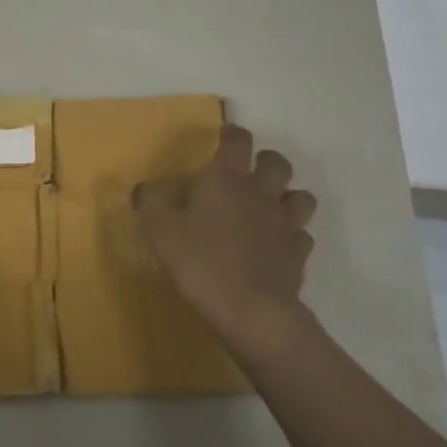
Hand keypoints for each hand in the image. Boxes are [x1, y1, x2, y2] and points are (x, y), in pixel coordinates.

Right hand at [133, 124, 317, 342]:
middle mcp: (261, 194)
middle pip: (277, 163)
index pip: (238, 140)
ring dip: (287, 197)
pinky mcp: (299, 254)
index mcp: (227, 180)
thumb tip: (144, 187)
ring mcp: (285, 224)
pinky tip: (277, 246)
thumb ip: (149, 204)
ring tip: (270, 208)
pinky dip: (292, 236)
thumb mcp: (159, 233)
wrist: (251, 311)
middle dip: (266, 162)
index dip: (232, 134)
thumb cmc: (201, 264)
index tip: (224, 138)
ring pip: (300, 196)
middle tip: (249, 175)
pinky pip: (302, 235)